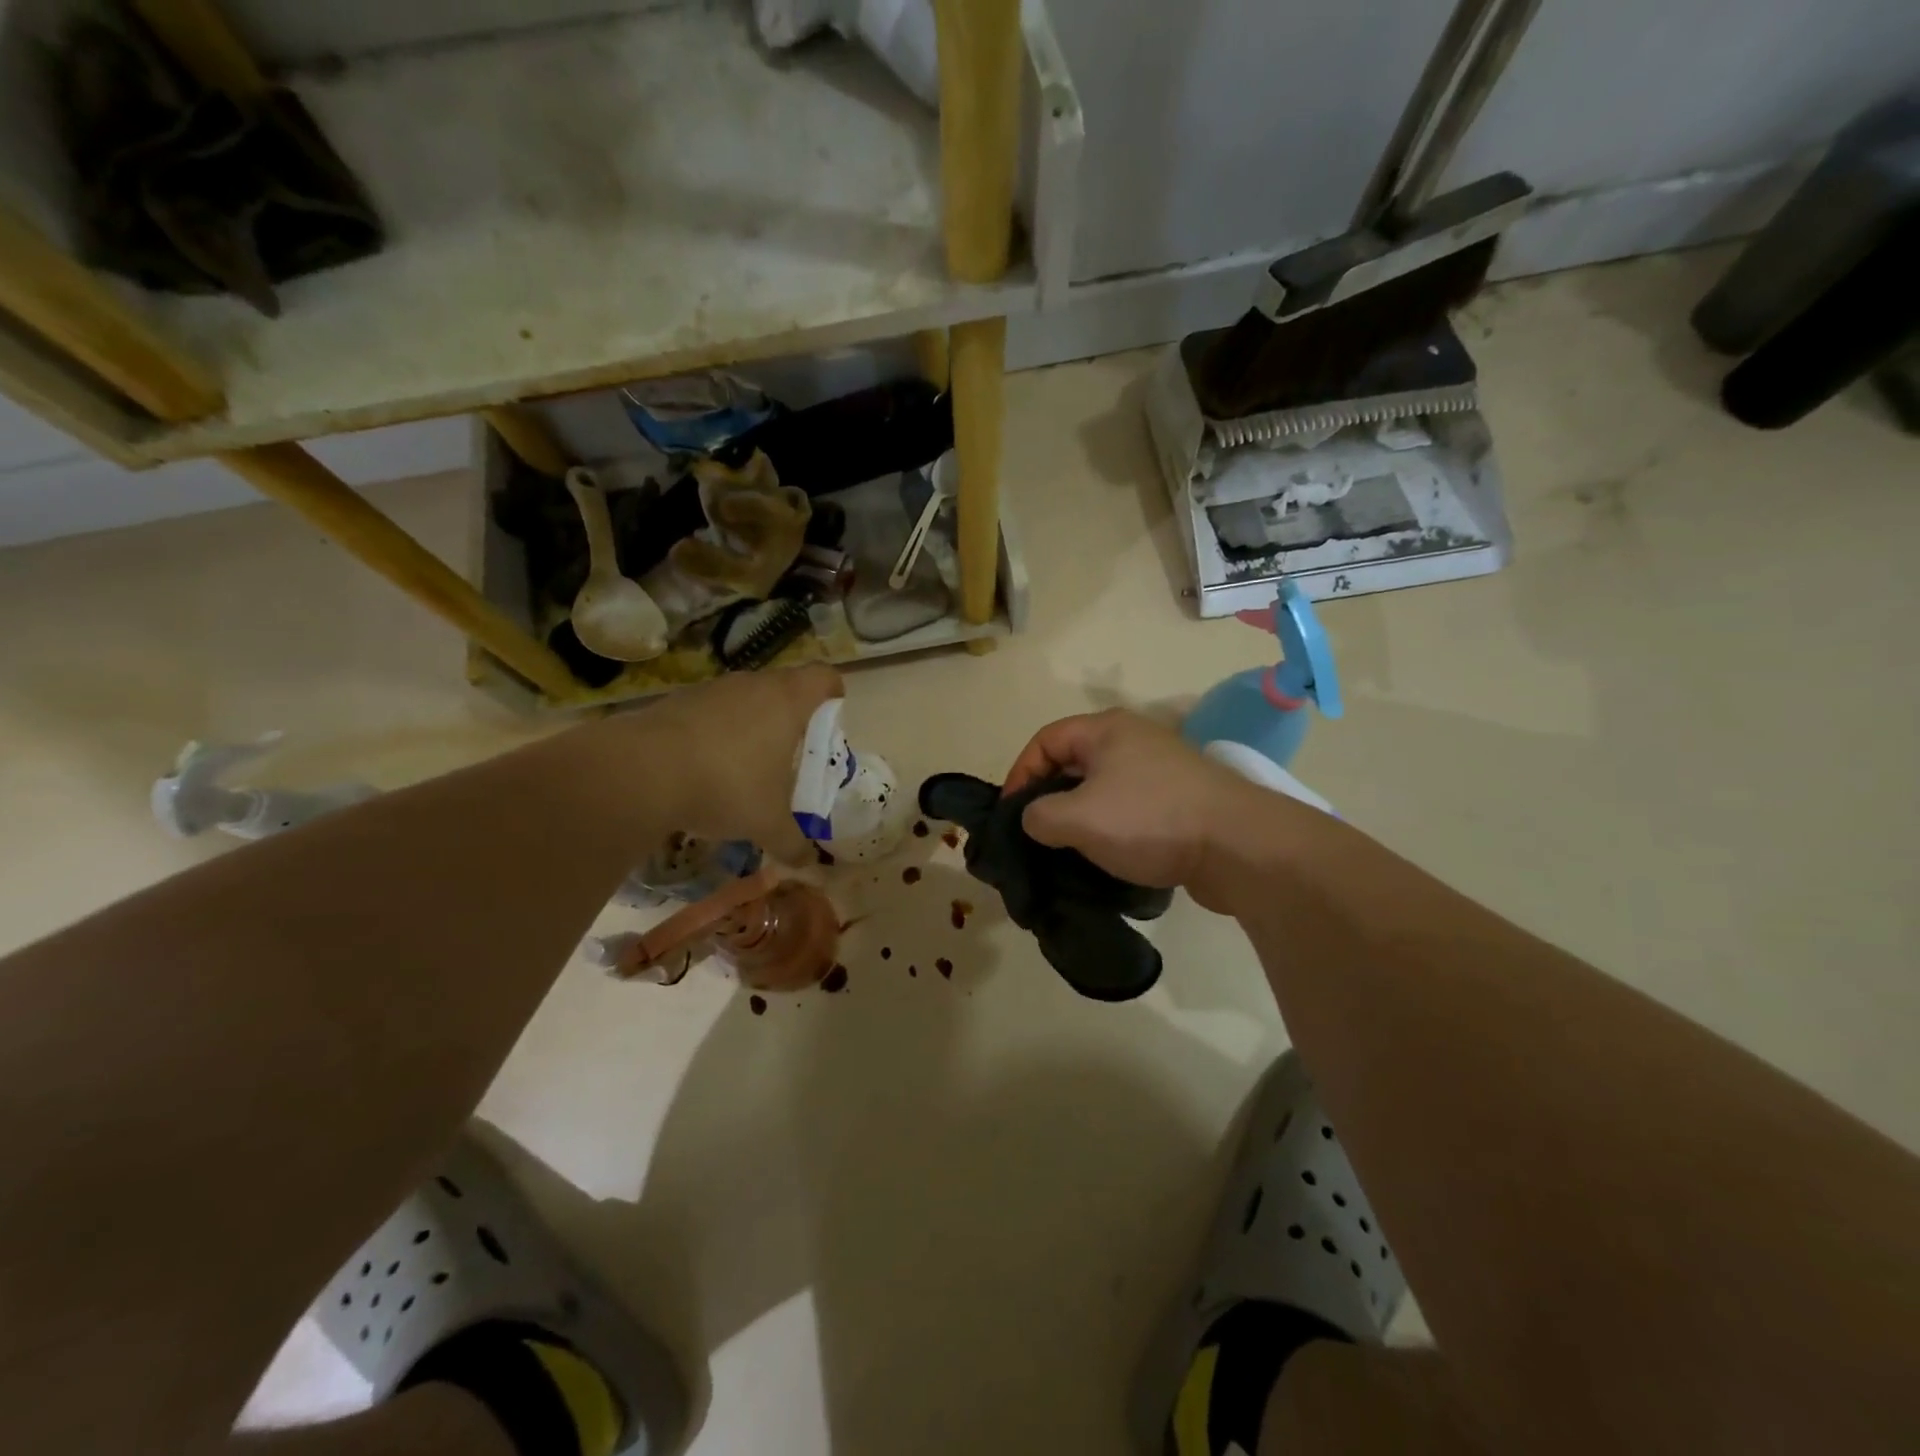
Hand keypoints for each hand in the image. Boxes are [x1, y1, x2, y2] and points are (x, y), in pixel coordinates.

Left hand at [596, 664, 844, 861]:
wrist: (641, 772)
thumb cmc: (726, 786)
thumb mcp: (768, 824)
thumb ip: (794, 842)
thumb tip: (807, 862)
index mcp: (787, 701)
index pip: (825, 677)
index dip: (833, 696)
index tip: (829, 726)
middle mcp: (753, 684)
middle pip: (785, 688)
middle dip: (792, 720)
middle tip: (790, 758)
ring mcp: (712, 689)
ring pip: (745, 700)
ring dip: (751, 727)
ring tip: (745, 769)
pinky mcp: (677, 701)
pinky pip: (710, 712)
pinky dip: (715, 734)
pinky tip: (704, 770)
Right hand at [1004, 709, 1251, 911]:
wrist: (1238, 845)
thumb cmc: (1150, 820)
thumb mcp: (1078, 818)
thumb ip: (1038, 816)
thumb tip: (1034, 820)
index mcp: (1105, 730)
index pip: (1044, 740)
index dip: (1019, 775)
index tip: (1011, 815)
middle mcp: (1132, 740)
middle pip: (1072, 764)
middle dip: (1048, 799)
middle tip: (1035, 835)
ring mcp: (1159, 770)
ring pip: (1101, 789)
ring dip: (1079, 818)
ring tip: (1066, 852)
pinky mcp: (1178, 800)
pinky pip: (1128, 808)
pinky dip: (1109, 829)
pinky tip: (1105, 857)